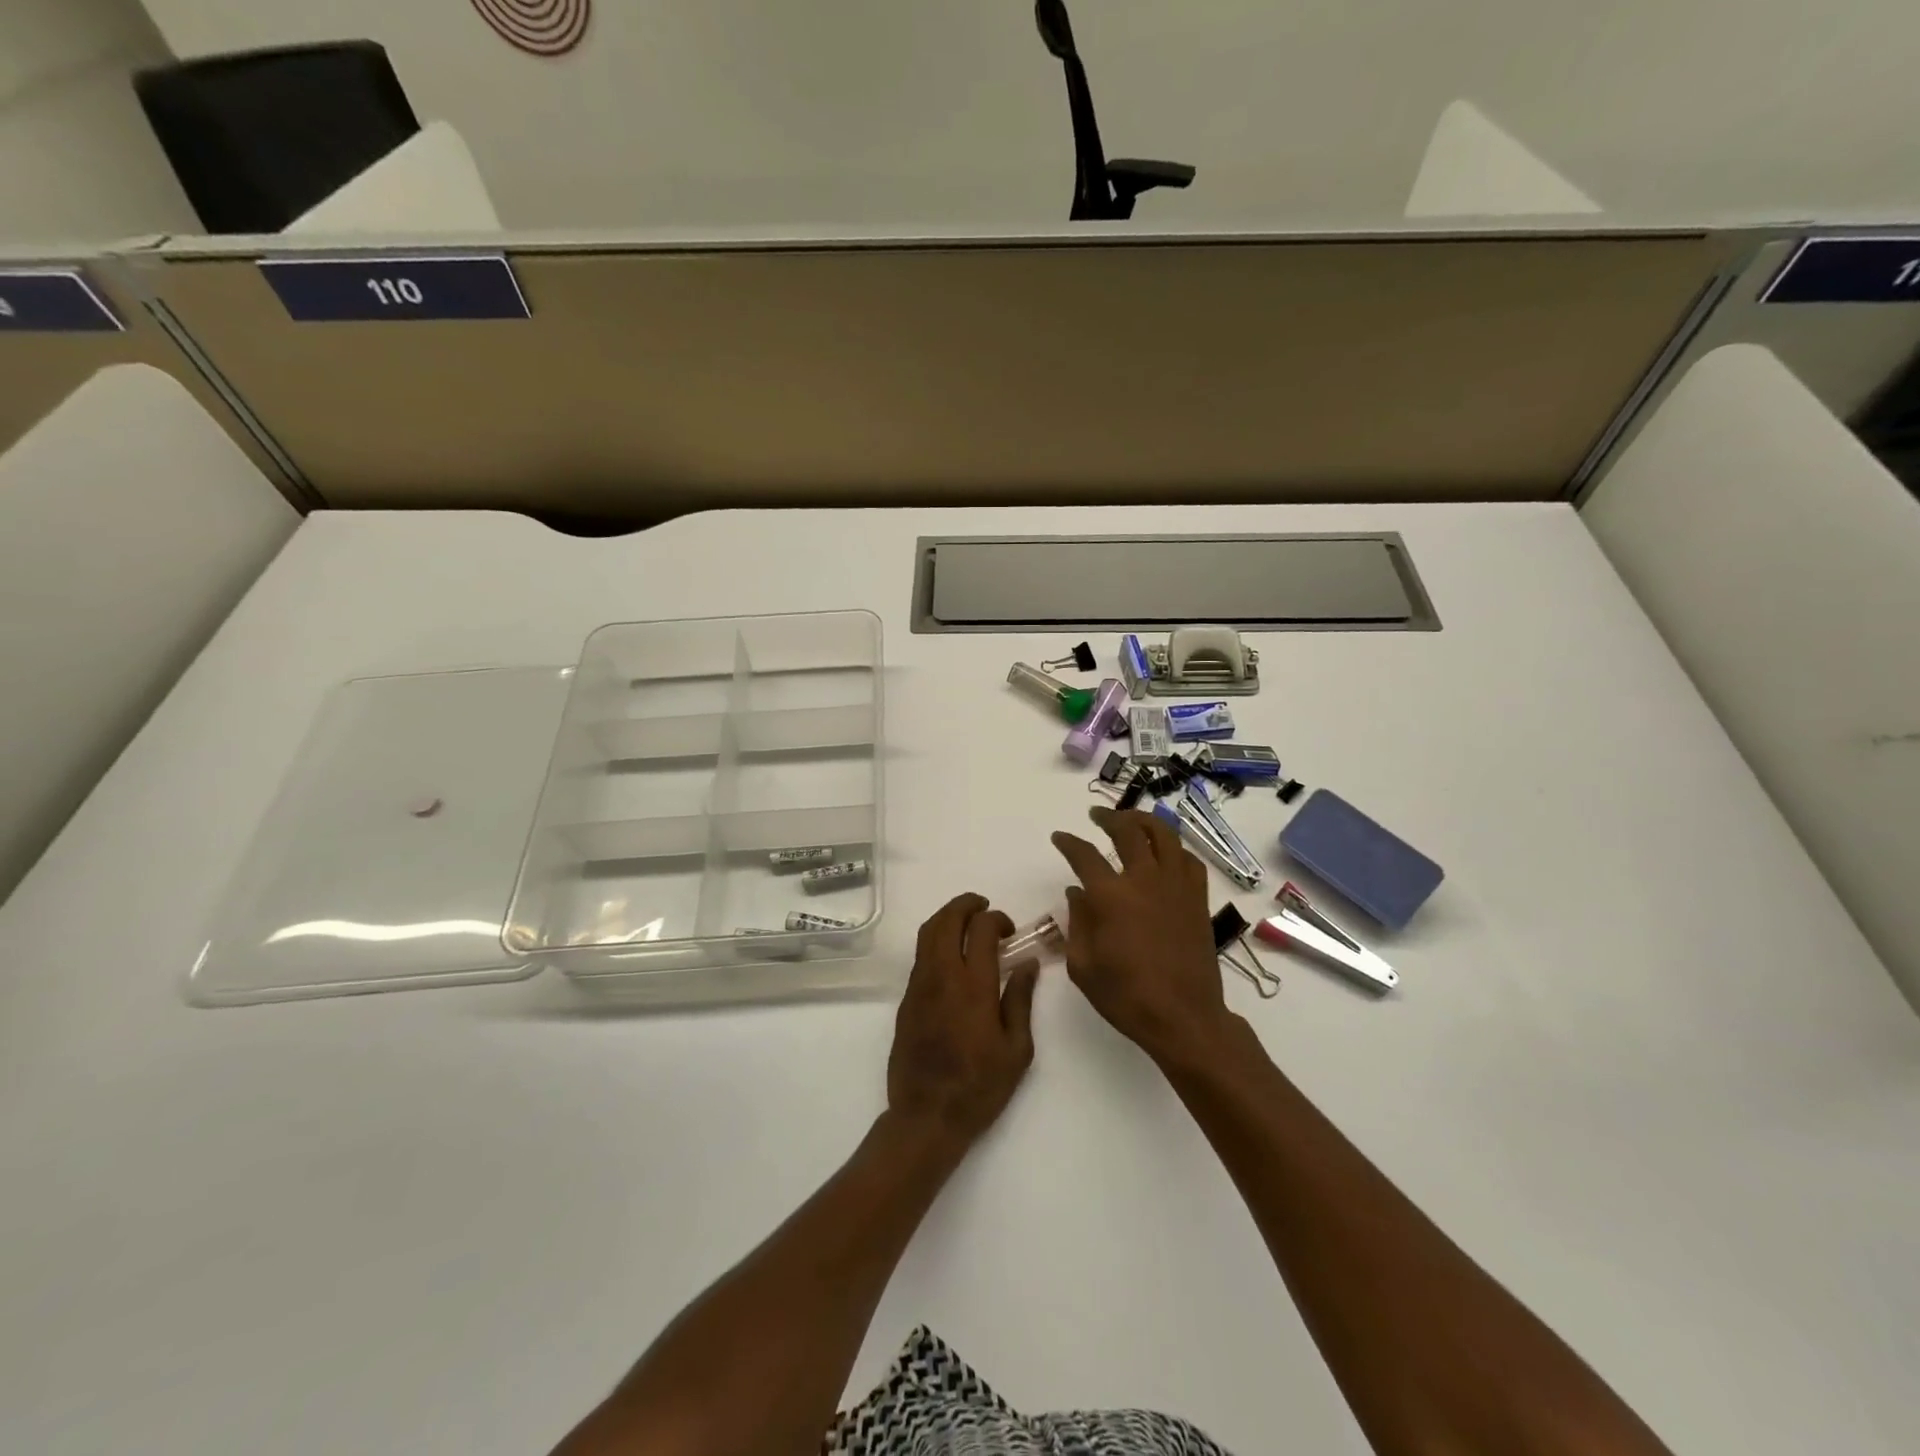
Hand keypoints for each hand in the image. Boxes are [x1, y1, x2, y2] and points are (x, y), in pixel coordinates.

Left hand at [887, 893, 1038, 1146]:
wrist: (926, 1116)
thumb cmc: (979, 1087)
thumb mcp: (1016, 1050)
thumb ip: (1020, 1000)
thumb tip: (1027, 964)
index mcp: (973, 987)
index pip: (981, 930)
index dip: (996, 919)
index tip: (1009, 930)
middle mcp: (941, 977)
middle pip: (946, 921)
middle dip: (966, 905)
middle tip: (983, 906)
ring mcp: (919, 986)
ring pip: (927, 933)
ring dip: (947, 917)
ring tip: (967, 921)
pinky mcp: (906, 999)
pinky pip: (920, 955)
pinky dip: (936, 940)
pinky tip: (952, 955)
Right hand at [1051, 808, 1237, 1063]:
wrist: (1184, 1018)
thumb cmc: (1126, 996)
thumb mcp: (1083, 965)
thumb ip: (1077, 922)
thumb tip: (1076, 893)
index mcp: (1111, 897)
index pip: (1084, 856)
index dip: (1069, 843)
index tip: (1060, 838)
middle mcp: (1144, 881)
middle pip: (1128, 832)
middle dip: (1108, 818)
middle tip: (1096, 816)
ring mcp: (1176, 887)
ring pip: (1164, 836)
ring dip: (1144, 821)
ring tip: (1132, 821)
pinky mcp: (1197, 899)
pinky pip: (1188, 860)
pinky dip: (1174, 848)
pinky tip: (1165, 853)